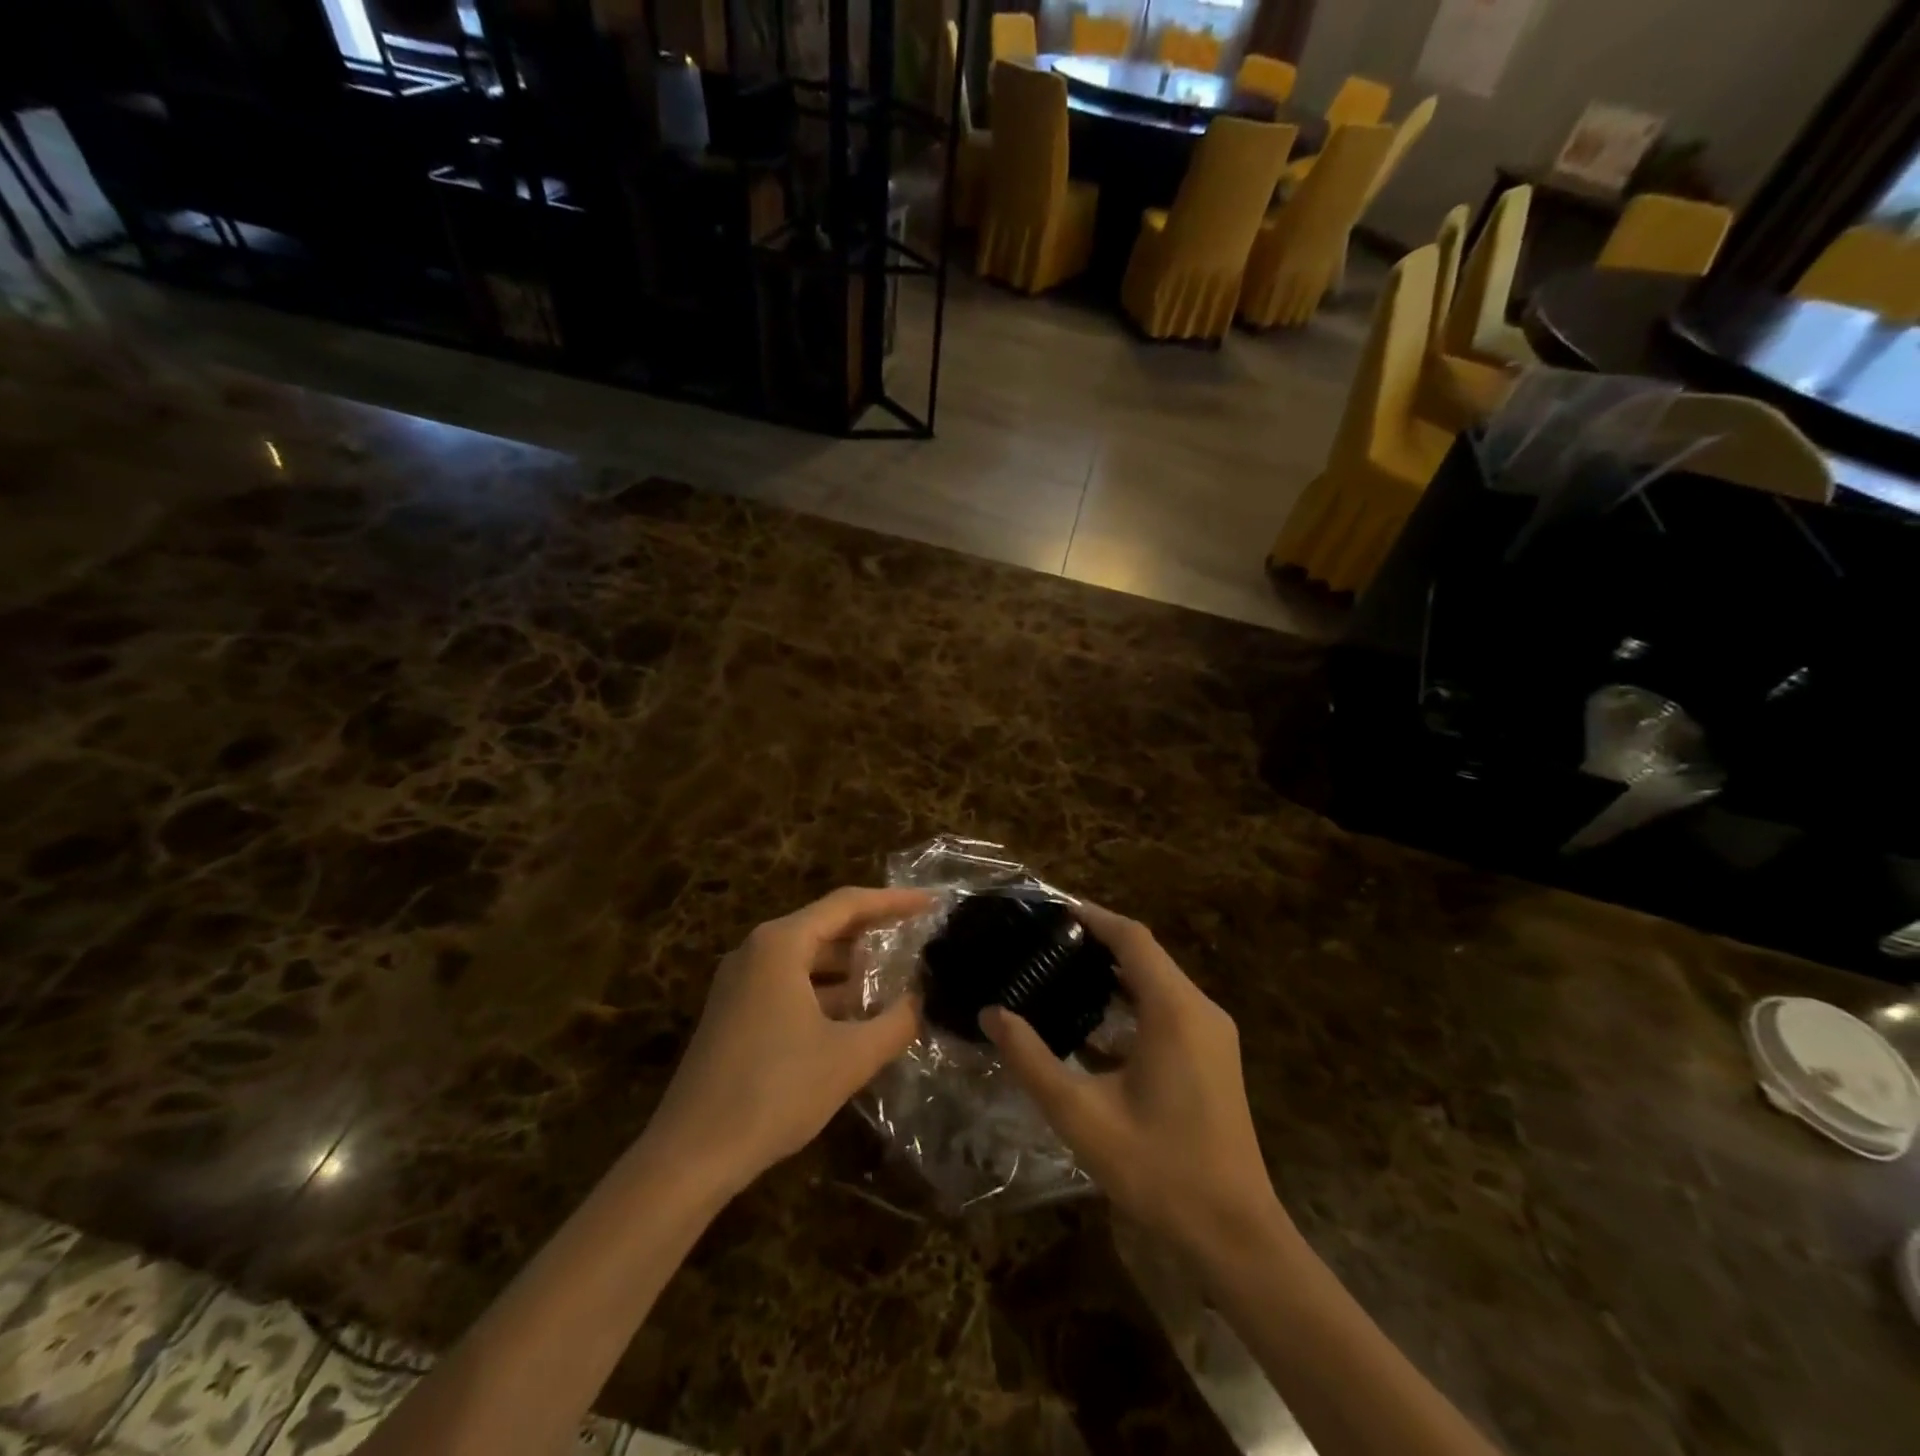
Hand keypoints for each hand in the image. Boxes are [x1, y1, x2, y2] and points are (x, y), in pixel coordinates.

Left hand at [645, 887, 930, 1194]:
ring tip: (895, 978)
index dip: (893, 901)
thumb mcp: (849, 1057)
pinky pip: (789, 984)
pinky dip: (825, 992)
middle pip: (825, 927)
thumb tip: (922, 1002)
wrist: (691, 1155)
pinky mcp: (734, 1013)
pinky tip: (855, 1016)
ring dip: (849, 968)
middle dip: (873, 933)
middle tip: (918, 937)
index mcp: (780, 944)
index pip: (847, 904)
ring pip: (807, 959)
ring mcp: (740, 983)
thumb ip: (895, 1023)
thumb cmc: (774, 1091)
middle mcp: (757, 951)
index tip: (931, 903)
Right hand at [982, 904, 1284, 1254]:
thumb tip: (992, 1014)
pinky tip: (1094, 1023)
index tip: (1051, 910)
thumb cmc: (1158, 1168)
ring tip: (1061, 972)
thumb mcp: (1081, 1114)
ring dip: (1115, 973)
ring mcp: (1212, 1034)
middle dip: (1098, 942)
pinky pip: (1168, 1009)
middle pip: (1146, 955)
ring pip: (1158, 982)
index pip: (1132, 938)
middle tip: (1045, 943)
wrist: (1234, 1235)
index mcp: (1174, 1010)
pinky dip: (1131, 1002)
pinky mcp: (1213, 1057)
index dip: (1092, 917)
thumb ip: (1031, 1059)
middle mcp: (1200, 1010)